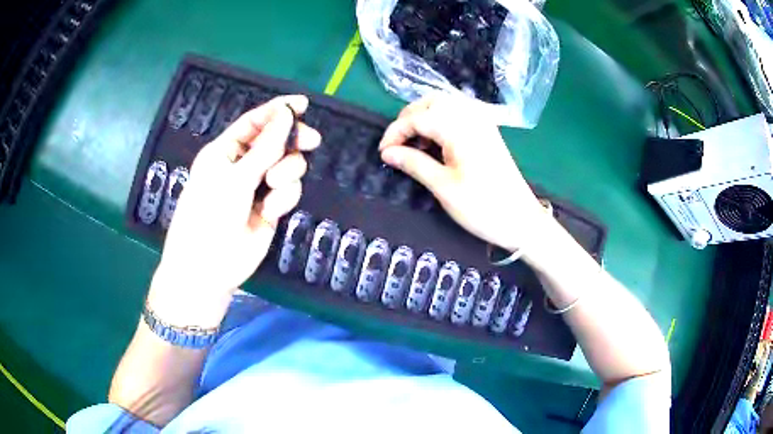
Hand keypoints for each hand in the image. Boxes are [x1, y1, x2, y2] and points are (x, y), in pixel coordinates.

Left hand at [148, 95, 320, 327]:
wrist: (209, 268)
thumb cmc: (209, 216)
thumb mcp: (235, 177)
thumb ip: (265, 147)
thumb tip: (287, 114)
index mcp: (225, 151)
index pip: (254, 122)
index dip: (278, 110)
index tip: (303, 103)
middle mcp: (242, 165)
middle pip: (276, 141)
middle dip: (291, 142)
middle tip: (310, 141)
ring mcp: (257, 188)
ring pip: (287, 166)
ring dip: (286, 173)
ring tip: (272, 188)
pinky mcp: (270, 208)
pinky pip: (288, 192)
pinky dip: (283, 198)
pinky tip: (269, 212)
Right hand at [379, 95, 550, 253]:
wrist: (521, 220)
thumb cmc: (482, 206)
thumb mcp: (442, 186)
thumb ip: (413, 163)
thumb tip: (387, 152)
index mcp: (458, 127)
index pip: (416, 118)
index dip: (395, 132)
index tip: (383, 153)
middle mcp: (471, 116)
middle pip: (430, 102)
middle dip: (408, 119)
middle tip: (397, 144)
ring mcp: (482, 122)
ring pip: (444, 105)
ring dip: (424, 118)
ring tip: (414, 144)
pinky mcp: (487, 131)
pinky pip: (458, 114)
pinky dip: (441, 121)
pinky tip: (436, 142)